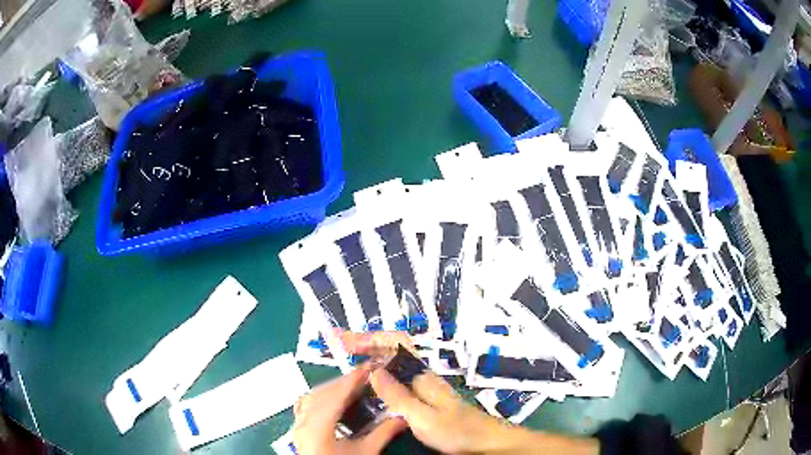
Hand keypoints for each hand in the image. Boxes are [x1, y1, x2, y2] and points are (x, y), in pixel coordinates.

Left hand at [292, 365, 406, 454]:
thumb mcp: (366, 453)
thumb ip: (384, 434)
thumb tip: (404, 417)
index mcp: (317, 428)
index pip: (334, 397)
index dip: (351, 380)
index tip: (368, 368)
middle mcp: (302, 423)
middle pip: (321, 394)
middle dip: (343, 382)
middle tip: (365, 375)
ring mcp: (297, 425)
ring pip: (310, 397)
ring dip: (331, 388)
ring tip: (351, 385)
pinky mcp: (298, 429)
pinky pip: (305, 405)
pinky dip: (320, 397)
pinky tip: (331, 399)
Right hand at [340, 330, 598, 454]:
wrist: (484, 442)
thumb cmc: (457, 431)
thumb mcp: (423, 417)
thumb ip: (398, 396)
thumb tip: (372, 370)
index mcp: (422, 375)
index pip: (396, 343)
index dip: (370, 337)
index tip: (346, 340)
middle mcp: (421, 375)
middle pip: (391, 349)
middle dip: (365, 343)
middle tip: (338, 344)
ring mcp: (422, 386)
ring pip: (392, 363)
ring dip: (370, 356)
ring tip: (347, 357)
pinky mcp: (423, 398)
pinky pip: (396, 379)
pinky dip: (378, 374)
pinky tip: (369, 382)